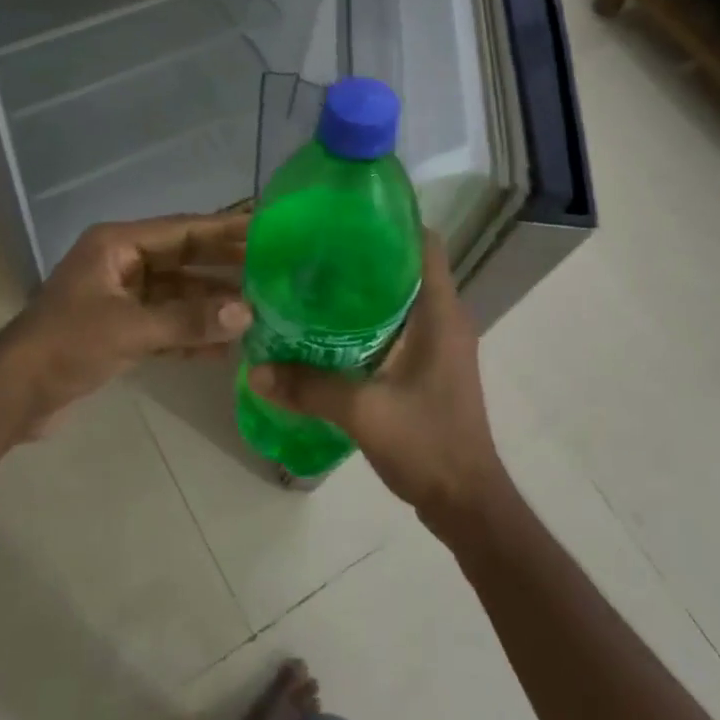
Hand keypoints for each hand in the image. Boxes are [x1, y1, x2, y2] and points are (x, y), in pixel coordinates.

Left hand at [3, 213, 251, 435]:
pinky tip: (224, 350)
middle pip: (184, 260)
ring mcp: (121, 298)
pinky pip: (166, 324)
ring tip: (257, 315)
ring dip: (210, 307)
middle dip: (224, 269)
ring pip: (178, 295)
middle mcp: (122, 263)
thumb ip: (188, 320)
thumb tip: (247, 314)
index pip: (183, 229)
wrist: (13, 395)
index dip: (225, 228)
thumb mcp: (129, 329)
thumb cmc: (66, 345)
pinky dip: (190, 335)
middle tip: (273, 272)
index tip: (266, 228)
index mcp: (117, 245)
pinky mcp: (120, 330)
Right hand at [248, 229, 507, 524]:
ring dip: (364, 290)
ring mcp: (440, 344)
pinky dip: (369, 321)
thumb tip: (254, 369)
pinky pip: (399, 326)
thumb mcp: (363, 412)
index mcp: (441, 312)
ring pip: (401, 298)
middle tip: (314, 252)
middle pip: (407, 266)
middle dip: (364, 255)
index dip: (391, 221)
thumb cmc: (427, 444)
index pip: (424, 243)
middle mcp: (445, 318)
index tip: (345, 217)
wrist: (466, 503)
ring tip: (314, 285)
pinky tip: (330, 331)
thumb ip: (309, 388)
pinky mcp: (430, 366)